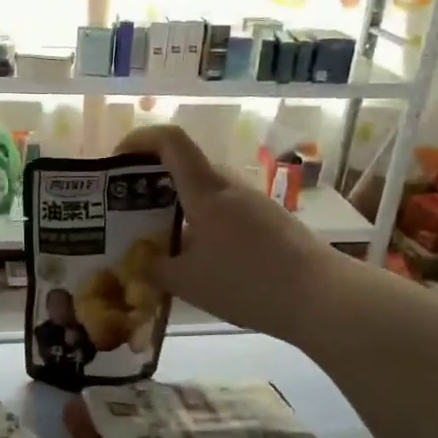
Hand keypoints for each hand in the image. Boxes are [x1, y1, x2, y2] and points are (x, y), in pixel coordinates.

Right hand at [114, 125, 345, 343]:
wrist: (322, 298)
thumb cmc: (247, 283)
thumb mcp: (188, 283)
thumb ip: (156, 269)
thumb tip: (140, 263)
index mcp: (206, 190)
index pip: (170, 141)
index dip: (139, 140)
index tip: (116, 161)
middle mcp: (230, 186)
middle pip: (186, 167)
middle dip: (153, 183)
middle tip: (131, 212)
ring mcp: (254, 202)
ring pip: (207, 192)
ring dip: (180, 207)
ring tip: (162, 241)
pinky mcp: (271, 221)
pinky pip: (226, 211)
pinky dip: (204, 224)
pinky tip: (200, 259)